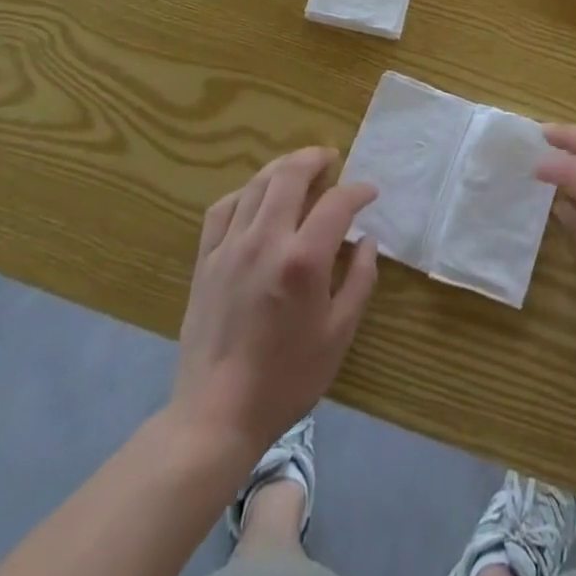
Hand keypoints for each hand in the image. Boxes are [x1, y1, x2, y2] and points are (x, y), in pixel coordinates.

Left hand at [170, 147, 378, 457]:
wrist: (216, 416)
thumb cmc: (286, 378)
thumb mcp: (339, 334)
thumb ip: (360, 280)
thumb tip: (367, 241)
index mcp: (303, 260)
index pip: (336, 202)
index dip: (358, 191)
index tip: (370, 193)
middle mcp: (266, 240)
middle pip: (290, 174)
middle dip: (316, 158)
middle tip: (332, 160)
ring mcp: (230, 247)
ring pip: (257, 184)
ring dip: (283, 168)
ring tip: (300, 169)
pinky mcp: (206, 260)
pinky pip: (223, 208)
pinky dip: (245, 193)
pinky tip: (256, 198)